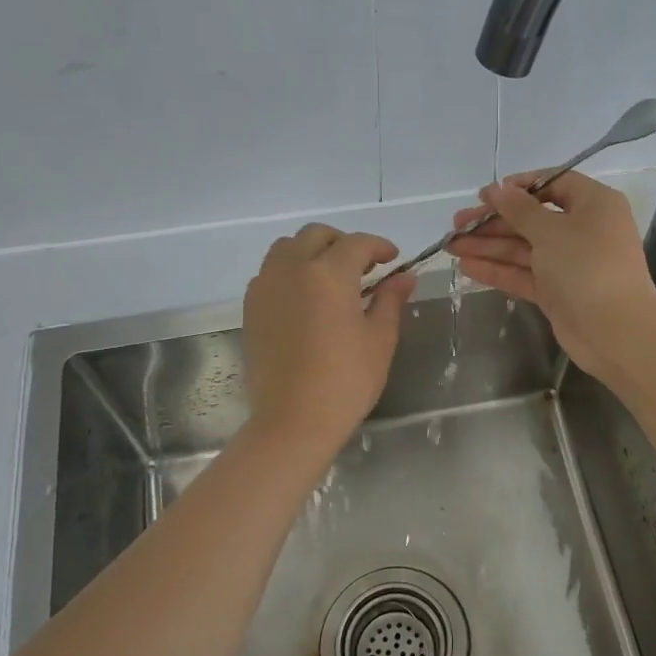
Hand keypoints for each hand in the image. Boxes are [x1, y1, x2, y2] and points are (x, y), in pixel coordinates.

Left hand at [242, 224, 415, 446]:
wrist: (293, 420)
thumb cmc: (346, 380)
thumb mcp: (379, 338)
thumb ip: (390, 299)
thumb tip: (403, 277)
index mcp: (328, 273)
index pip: (357, 243)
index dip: (379, 246)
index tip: (393, 260)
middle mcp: (292, 269)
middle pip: (316, 235)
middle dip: (343, 243)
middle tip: (364, 267)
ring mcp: (266, 287)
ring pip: (287, 248)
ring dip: (312, 252)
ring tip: (331, 279)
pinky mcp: (251, 308)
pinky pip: (270, 272)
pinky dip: (290, 272)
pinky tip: (306, 298)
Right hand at [446, 171, 655, 375]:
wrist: (615, 331)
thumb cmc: (587, 266)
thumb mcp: (551, 230)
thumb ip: (519, 209)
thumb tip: (498, 189)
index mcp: (593, 204)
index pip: (553, 184)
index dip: (518, 188)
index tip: (485, 195)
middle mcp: (583, 229)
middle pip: (532, 219)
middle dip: (493, 221)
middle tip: (457, 223)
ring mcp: (569, 263)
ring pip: (524, 248)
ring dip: (488, 246)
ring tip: (451, 245)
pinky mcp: (557, 291)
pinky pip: (524, 274)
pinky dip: (498, 270)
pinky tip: (466, 267)